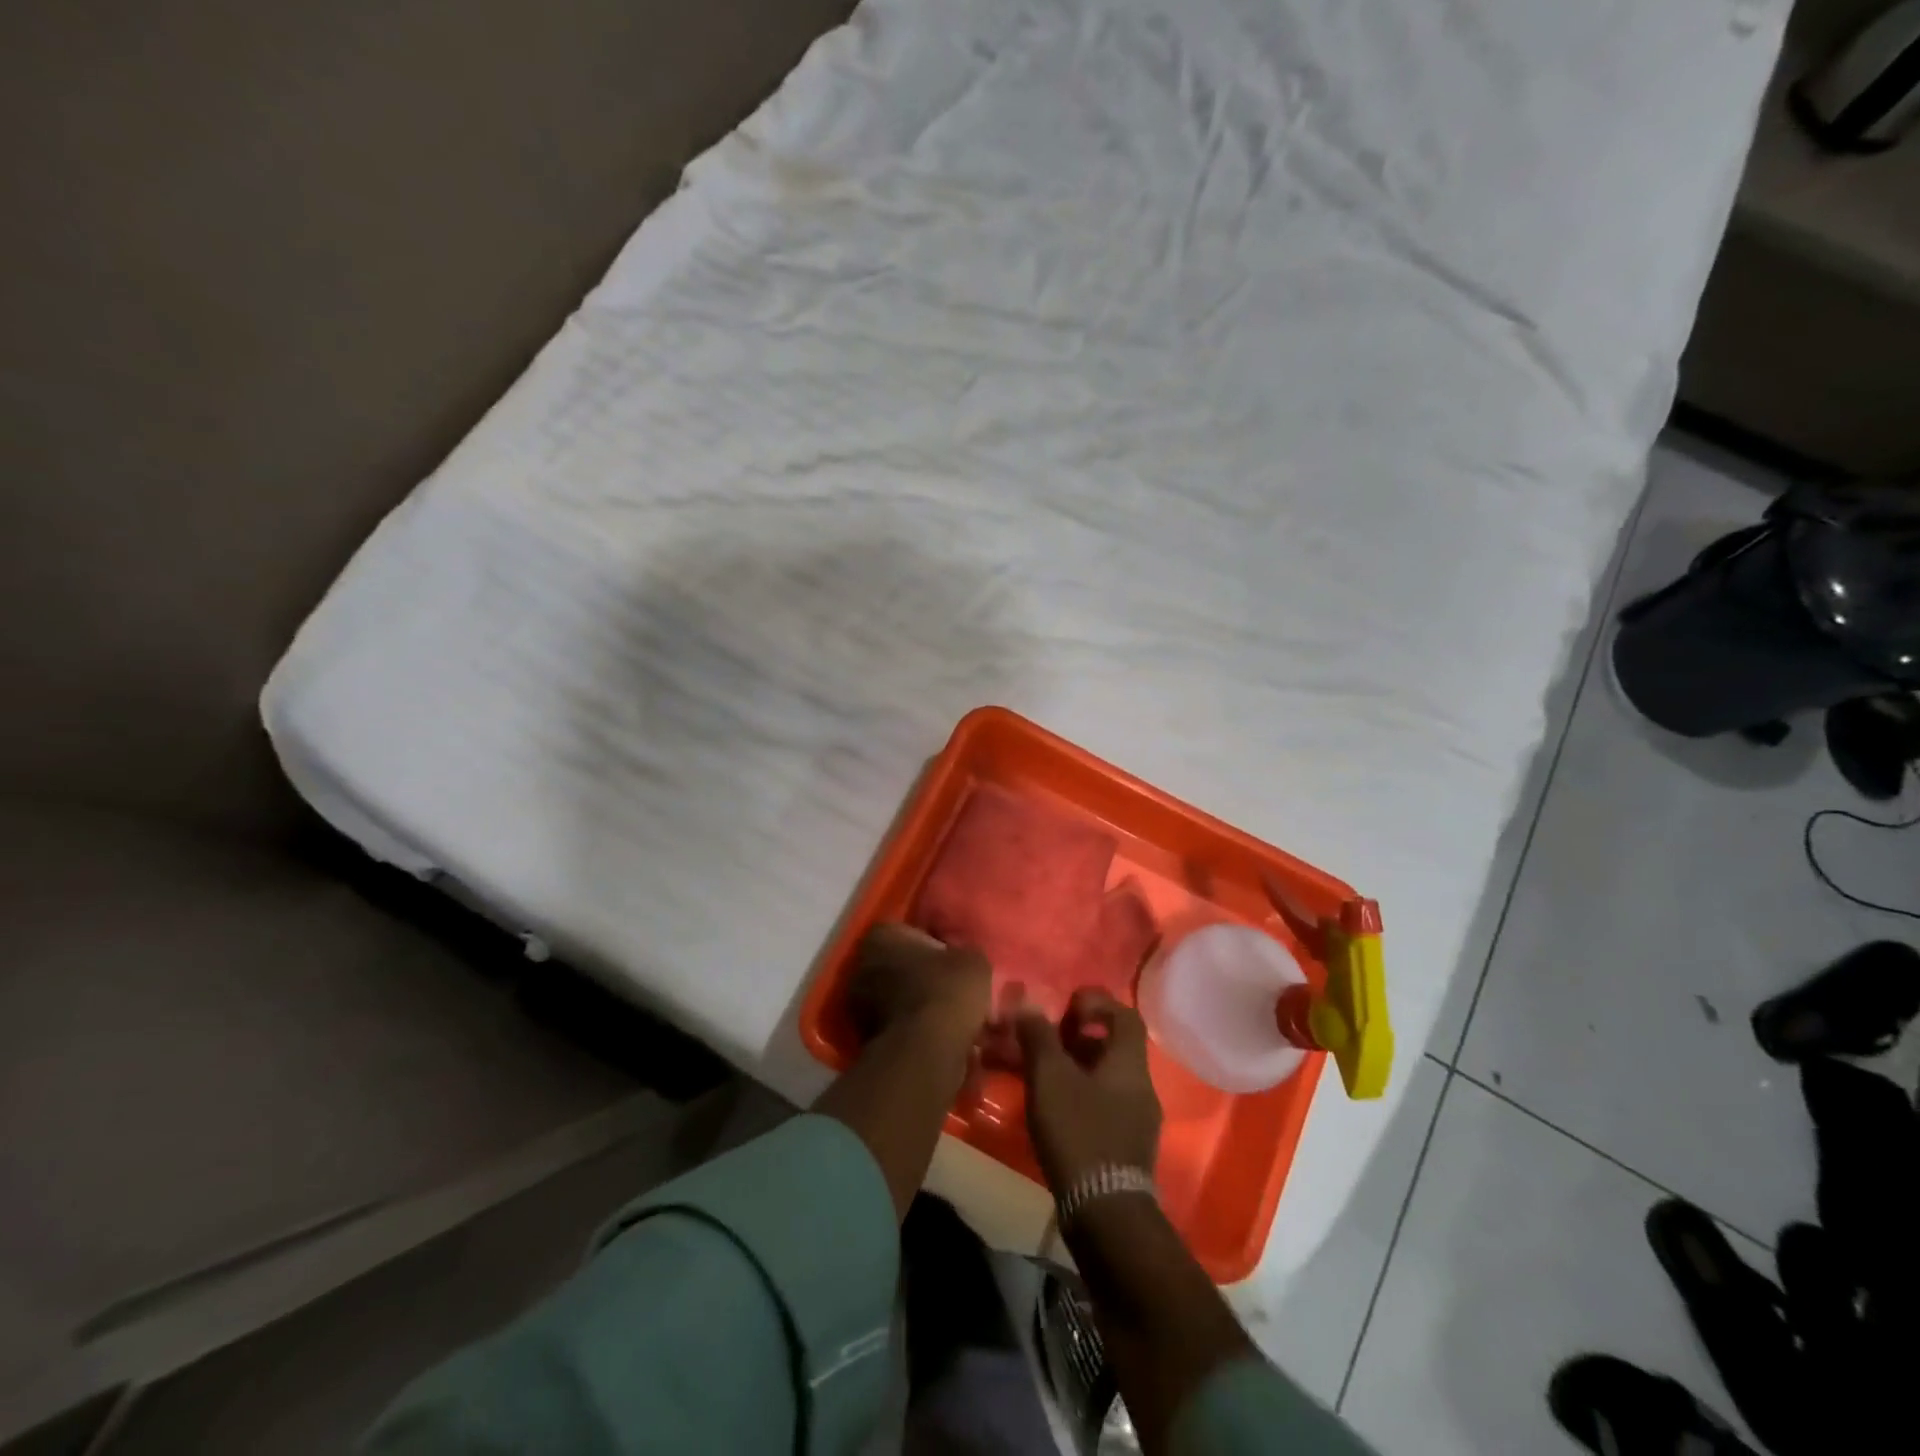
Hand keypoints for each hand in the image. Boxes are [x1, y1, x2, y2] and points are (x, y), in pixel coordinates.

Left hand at [846, 923, 991, 1043]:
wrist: (926, 1050)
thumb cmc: (947, 990)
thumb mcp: (972, 960)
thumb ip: (963, 954)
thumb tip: (961, 961)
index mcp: (881, 937)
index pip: (907, 932)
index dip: (933, 945)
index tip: (952, 960)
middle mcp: (861, 965)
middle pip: (898, 966)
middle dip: (922, 976)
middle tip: (952, 989)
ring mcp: (859, 1005)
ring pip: (896, 998)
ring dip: (918, 1005)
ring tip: (951, 1017)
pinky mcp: (866, 1038)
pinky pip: (897, 1025)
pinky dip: (915, 1029)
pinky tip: (940, 1037)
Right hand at [1014, 988, 1162, 1192]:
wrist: (1106, 1213)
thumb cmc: (1079, 1132)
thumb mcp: (1050, 1077)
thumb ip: (1038, 1036)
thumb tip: (1027, 1002)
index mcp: (1129, 1063)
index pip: (1125, 1015)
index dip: (1097, 1003)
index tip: (1067, 1007)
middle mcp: (1141, 1086)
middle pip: (1113, 1047)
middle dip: (1077, 1038)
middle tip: (1045, 1041)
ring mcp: (1138, 1120)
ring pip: (1105, 1078)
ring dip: (1075, 1068)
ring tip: (1039, 1074)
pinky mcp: (1126, 1148)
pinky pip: (1103, 1105)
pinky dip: (1079, 1096)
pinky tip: (1052, 1109)